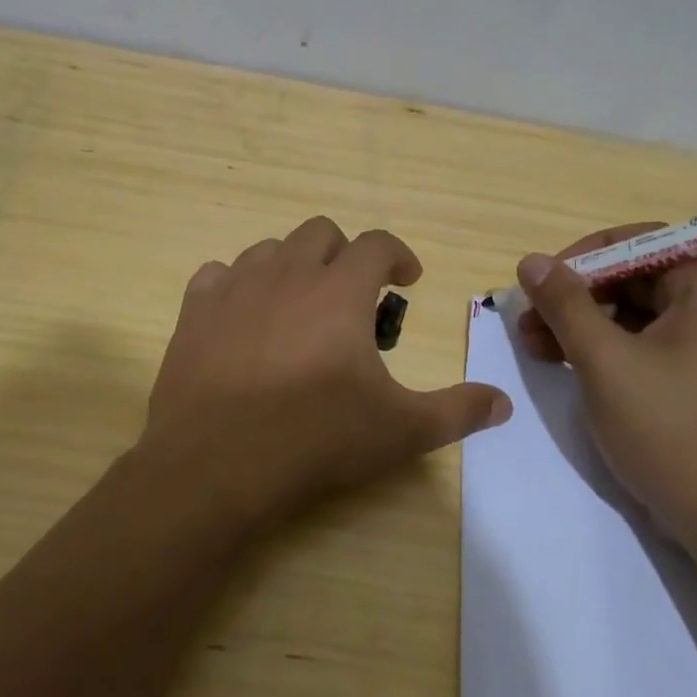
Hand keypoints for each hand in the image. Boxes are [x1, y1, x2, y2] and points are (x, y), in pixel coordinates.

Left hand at [141, 217, 511, 523]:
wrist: (216, 464)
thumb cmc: (316, 438)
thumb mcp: (401, 430)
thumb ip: (457, 410)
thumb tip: (503, 403)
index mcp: (340, 291)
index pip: (377, 244)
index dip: (398, 255)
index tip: (408, 280)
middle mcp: (287, 273)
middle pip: (320, 232)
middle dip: (344, 254)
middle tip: (354, 294)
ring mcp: (234, 288)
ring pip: (269, 249)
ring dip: (293, 265)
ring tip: (301, 304)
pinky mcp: (193, 312)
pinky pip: (217, 275)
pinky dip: (237, 285)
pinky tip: (244, 316)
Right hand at [515, 224, 696, 549]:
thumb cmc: (668, 429)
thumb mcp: (604, 360)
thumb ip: (565, 304)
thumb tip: (532, 261)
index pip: (643, 242)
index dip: (586, 255)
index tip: (544, 281)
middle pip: (637, 279)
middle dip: (577, 295)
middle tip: (529, 320)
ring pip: (637, 315)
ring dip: (583, 324)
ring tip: (535, 346)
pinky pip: (647, 347)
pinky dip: (606, 350)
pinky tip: (567, 366)